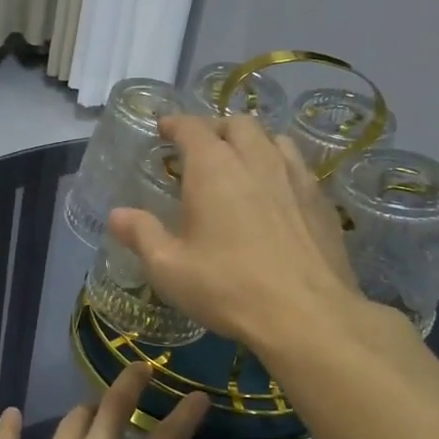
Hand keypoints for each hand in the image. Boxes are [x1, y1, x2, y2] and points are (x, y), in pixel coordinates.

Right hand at [107, 113, 364, 352]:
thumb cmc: (228, 287)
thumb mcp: (169, 268)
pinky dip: (280, 166)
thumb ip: (142, 234)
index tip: (164, 128)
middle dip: (215, 128)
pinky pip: (298, 167)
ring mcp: (295, 177)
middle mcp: (256, 159)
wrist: (307, 315)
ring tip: (242, 163)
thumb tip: (116, 215)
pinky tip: (276, 194)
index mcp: (214, 168)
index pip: (192, 127)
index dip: (175, 124)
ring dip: (252, 142)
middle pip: (237, 124)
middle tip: (202, 148)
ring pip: (273, 139)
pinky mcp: (322, 201)